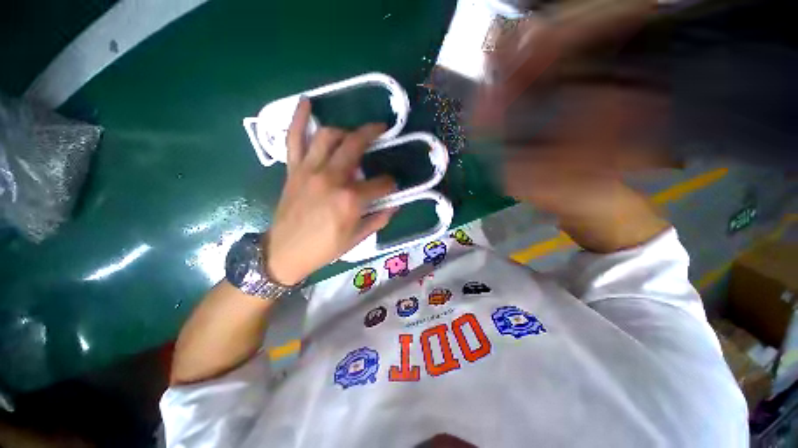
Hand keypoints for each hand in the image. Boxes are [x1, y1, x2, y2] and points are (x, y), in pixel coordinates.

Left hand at [265, 99, 395, 284]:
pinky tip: (307, 102)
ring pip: (329, 136)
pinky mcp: (294, 170)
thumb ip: (379, 219)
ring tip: (354, 132)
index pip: (381, 183)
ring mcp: (310, 170)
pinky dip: (299, 119)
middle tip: (382, 129)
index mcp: (350, 200)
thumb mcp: (357, 238)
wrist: (285, 252)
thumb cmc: (324, 248)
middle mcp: (332, 178)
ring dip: (345, 129)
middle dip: (373, 134)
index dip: (390, 184)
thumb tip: (394, 205)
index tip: (392, 186)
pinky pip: (294, 138)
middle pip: (355, 146)